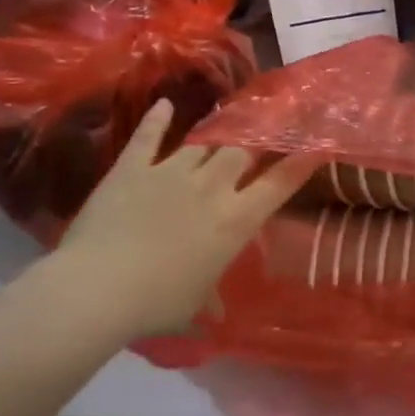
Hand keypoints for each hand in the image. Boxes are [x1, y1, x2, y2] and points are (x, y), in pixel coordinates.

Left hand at [53, 100, 319, 338]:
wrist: (98, 288)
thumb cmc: (158, 302)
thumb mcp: (197, 301)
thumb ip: (212, 291)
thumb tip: (217, 310)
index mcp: (237, 219)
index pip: (280, 183)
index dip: (301, 162)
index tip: (316, 146)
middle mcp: (212, 187)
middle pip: (242, 151)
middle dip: (252, 146)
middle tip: (255, 143)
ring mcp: (170, 172)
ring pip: (201, 143)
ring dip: (211, 141)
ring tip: (218, 132)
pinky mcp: (132, 168)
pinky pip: (148, 137)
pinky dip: (157, 121)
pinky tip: (164, 105)